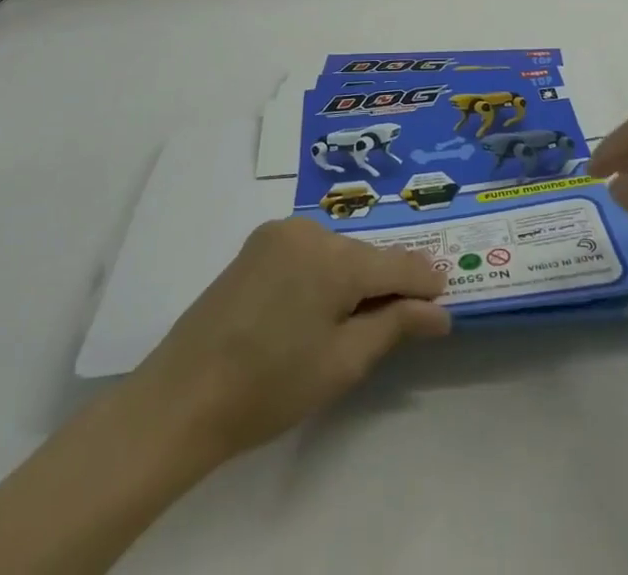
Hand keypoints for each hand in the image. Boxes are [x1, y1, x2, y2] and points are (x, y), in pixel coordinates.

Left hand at [129, 218, 448, 463]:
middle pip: (365, 256)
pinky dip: (321, 273)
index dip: (424, 281)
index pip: (397, 263)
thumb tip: (439, 311)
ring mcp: (279, 233)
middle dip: (384, 284)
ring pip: (336, 252)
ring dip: (351, 279)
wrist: (182, 397)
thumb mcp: (343, 364)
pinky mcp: (256, 244)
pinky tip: (313, 308)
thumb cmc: (270, 387)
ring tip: (350, 323)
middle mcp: (310, 230)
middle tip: (398, 322)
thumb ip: (395, 326)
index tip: (445, 296)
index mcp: (335, 257)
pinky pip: (308, 251)